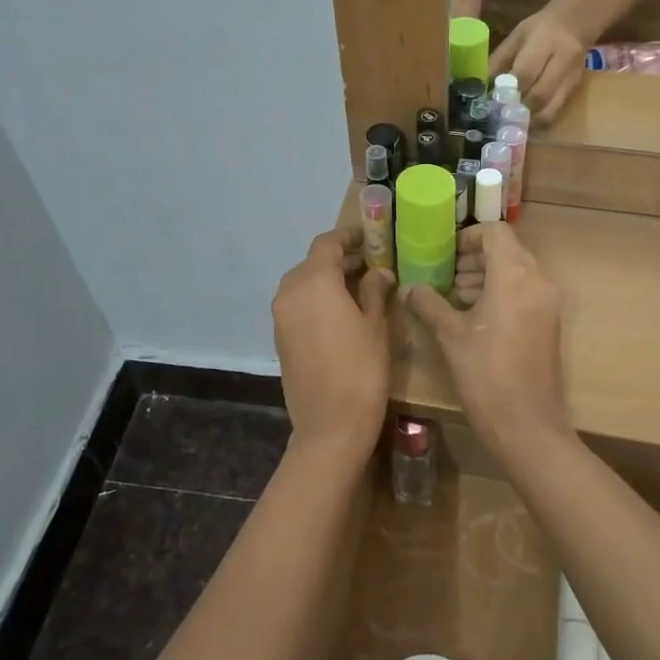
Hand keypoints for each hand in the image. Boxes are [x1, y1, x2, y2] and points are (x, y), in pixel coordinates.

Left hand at [272, 228, 394, 455]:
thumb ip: (374, 290)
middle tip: (371, 263)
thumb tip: (379, 273)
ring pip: (303, 283)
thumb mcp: (375, 324)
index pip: (327, 243)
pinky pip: (298, 305)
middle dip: (340, 258)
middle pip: (313, 262)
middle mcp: (289, 291)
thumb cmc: (361, 368)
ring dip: (328, 279)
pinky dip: (317, 299)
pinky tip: (341, 311)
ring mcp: (281, 316)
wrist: (330, 424)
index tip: (370, 236)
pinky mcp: (280, 337)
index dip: (349, 236)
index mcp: (313, 281)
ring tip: (359, 287)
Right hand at [400, 223, 568, 451]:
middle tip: (445, 276)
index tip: (445, 254)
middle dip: (475, 259)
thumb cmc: (485, 374)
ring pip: (518, 272)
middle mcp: (538, 281)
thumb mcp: (450, 335)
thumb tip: (408, 288)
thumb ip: (429, 304)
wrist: (527, 424)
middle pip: (508, 251)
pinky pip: (526, 292)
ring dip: (487, 276)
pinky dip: (502, 293)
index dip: (468, 237)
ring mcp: (549, 303)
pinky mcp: (550, 323)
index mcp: (515, 275)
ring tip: (456, 297)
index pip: (495, 232)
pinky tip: (476, 317)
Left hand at [491, 5, 588, 118]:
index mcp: (544, 42)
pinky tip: (526, 121)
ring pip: (551, 110)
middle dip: (517, 109)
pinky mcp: (574, 90)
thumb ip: (499, 60)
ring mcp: (571, 79)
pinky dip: (539, 121)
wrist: (576, 24)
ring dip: (529, 121)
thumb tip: (482, 86)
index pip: (526, 72)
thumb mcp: (516, 37)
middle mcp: (562, 61)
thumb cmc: (539, 29)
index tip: (493, 100)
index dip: (508, 90)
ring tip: (513, 123)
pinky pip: (556, 112)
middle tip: (501, 116)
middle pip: (539, 95)